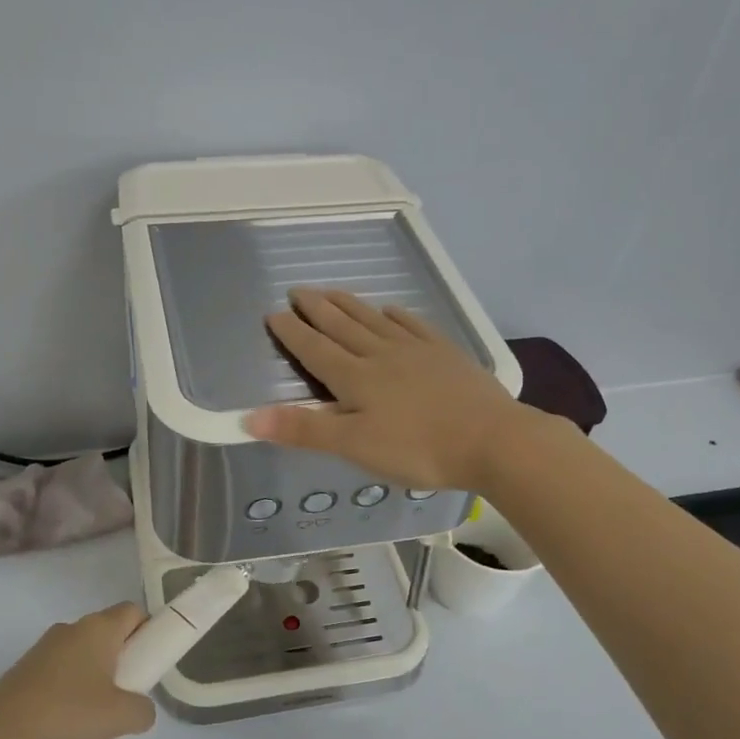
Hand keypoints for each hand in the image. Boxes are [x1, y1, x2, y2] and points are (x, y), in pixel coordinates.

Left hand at [0, 603, 156, 738]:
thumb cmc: (66, 713)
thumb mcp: (120, 717)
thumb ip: (143, 711)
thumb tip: (140, 710)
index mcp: (98, 629)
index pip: (133, 612)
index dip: (149, 633)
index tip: (152, 665)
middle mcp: (72, 632)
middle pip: (111, 646)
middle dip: (122, 681)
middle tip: (124, 712)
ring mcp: (45, 653)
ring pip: (86, 673)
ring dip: (97, 705)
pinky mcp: (26, 675)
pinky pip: (62, 687)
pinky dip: (72, 712)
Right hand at [244, 288, 534, 491]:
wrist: (492, 439)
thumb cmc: (418, 449)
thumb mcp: (353, 446)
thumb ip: (303, 429)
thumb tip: (247, 417)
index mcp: (356, 378)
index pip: (315, 350)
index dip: (292, 332)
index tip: (273, 313)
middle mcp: (381, 355)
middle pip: (342, 326)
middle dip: (316, 309)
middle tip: (297, 290)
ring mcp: (416, 351)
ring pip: (373, 321)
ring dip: (349, 305)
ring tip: (332, 291)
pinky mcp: (445, 354)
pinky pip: (413, 326)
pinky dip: (396, 315)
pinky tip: (390, 310)